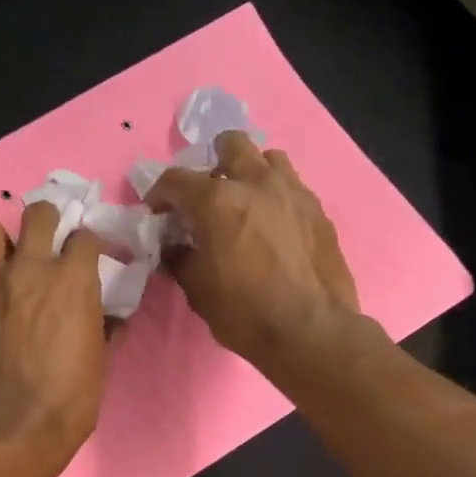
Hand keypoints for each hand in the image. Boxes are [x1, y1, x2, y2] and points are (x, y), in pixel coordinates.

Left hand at [0, 202, 109, 473]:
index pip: (84, 236)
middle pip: (37, 214)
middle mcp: (31, 270)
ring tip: (12, 263)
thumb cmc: (69, 400)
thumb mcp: (99, 362)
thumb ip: (103, 328)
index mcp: (73, 280)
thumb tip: (109, 318)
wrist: (11, 429)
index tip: (91, 257)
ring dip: (4, 241)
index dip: (89, 244)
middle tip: (50, 241)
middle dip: (47, 220)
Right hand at [146, 132, 378, 380]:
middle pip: (231, 145)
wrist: (310, 331)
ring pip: (268, 159)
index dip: (160, 193)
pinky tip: (272, 226)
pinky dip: (276, 197)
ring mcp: (293, 192)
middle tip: (207, 194)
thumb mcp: (197, 289)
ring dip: (251, 173)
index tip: (157, 212)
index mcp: (217, 201)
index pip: (177, 180)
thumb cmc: (244, 312)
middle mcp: (256, 184)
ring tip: (245, 202)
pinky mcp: (318, 210)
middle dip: (212, 163)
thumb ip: (180, 259)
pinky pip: (292, 187)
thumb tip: (173, 247)